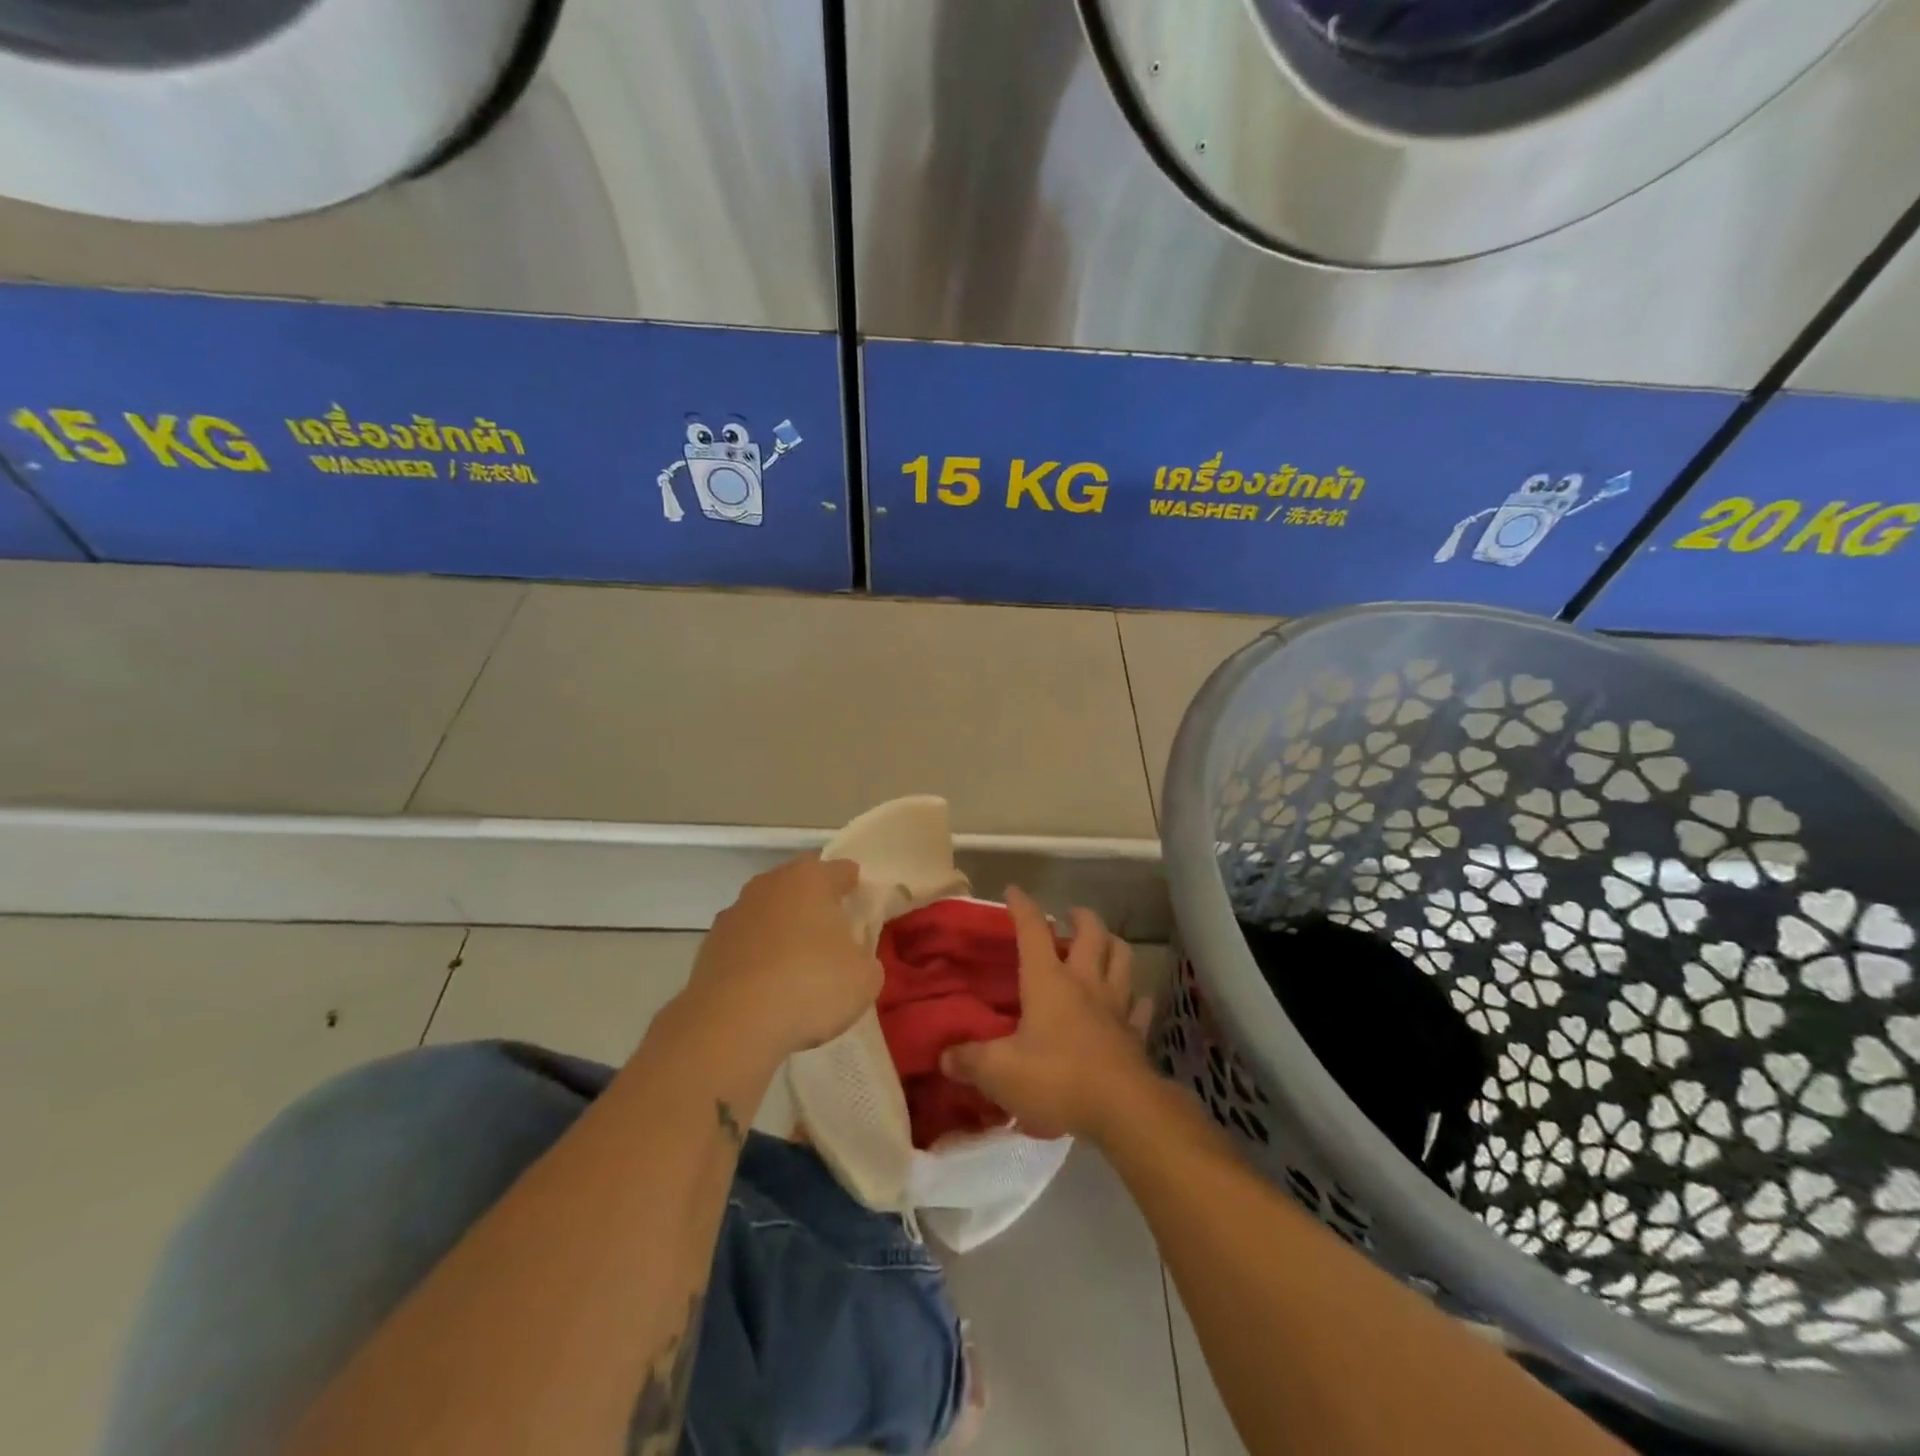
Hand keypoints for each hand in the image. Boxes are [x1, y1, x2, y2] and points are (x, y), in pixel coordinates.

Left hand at [680, 856, 880, 1062]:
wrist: (732, 1024)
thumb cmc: (811, 986)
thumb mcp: (865, 978)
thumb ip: (865, 958)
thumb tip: (853, 956)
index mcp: (812, 879)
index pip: (842, 870)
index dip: (855, 886)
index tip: (861, 907)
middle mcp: (770, 884)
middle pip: (800, 882)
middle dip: (816, 901)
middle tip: (832, 932)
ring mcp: (735, 912)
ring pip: (768, 909)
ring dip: (782, 926)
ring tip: (796, 963)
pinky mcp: (710, 944)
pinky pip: (745, 940)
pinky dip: (757, 954)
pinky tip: (766, 984)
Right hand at [940, 886, 1153, 1141]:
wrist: (1121, 1109)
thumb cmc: (1056, 1078)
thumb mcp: (999, 1072)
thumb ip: (970, 1061)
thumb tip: (945, 1057)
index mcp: (1048, 981)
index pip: (1032, 931)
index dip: (1022, 907)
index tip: (1014, 890)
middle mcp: (1084, 983)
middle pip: (1091, 934)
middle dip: (1081, 917)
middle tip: (1072, 913)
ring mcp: (1115, 1006)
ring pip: (1121, 959)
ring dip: (1113, 945)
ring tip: (1104, 943)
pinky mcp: (1135, 1033)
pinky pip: (1140, 1006)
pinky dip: (1136, 998)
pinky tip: (1133, 999)